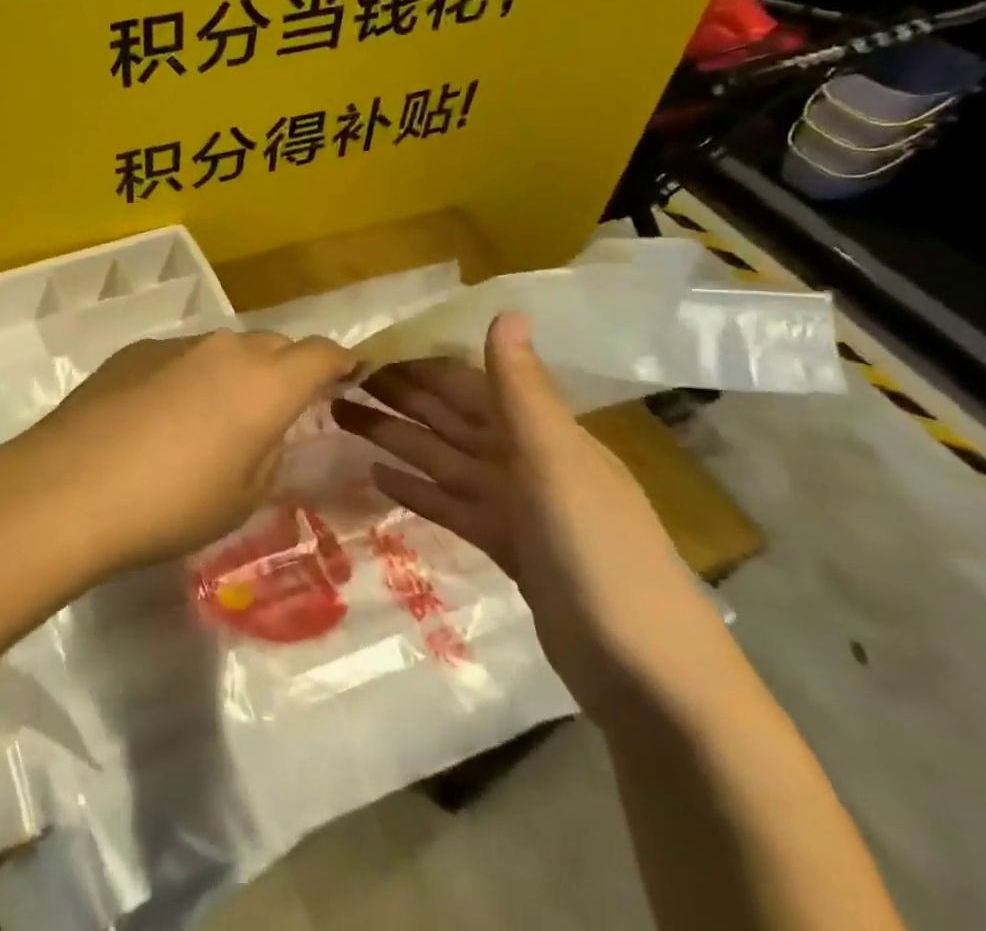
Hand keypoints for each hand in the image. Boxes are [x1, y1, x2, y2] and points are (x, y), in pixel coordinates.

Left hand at [0, 331, 356, 575]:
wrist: (70, 488)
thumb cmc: (171, 505)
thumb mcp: (243, 497)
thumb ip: (271, 452)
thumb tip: (268, 428)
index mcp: (265, 383)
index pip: (322, 353)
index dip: (342, 362)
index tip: (350, 375)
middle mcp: (225, 348)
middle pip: (273, 346)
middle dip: (287, 370)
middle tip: (280, 409)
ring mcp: (175, 344)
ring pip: (224, 350)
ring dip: (234, 374)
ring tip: (215, 419)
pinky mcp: (134, 350)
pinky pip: (181, 357)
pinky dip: (190, 377)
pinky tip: (162, 418)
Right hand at [331, 313, 734, 722]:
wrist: (647, 674)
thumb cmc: (597, 553)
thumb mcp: (556, 462)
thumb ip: (522, 389)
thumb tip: (507, 310)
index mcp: (541, 432)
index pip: (468, 383)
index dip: (419, 368)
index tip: (367, 356)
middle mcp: (527, 461)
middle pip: (450, 419)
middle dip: (398, 399)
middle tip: (339, 385)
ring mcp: (517, 507)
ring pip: (443, 459)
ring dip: (396, 439)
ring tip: (343, 421)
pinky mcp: (507, 549)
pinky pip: (452, 505)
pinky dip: (418, 489)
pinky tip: (378, 477)